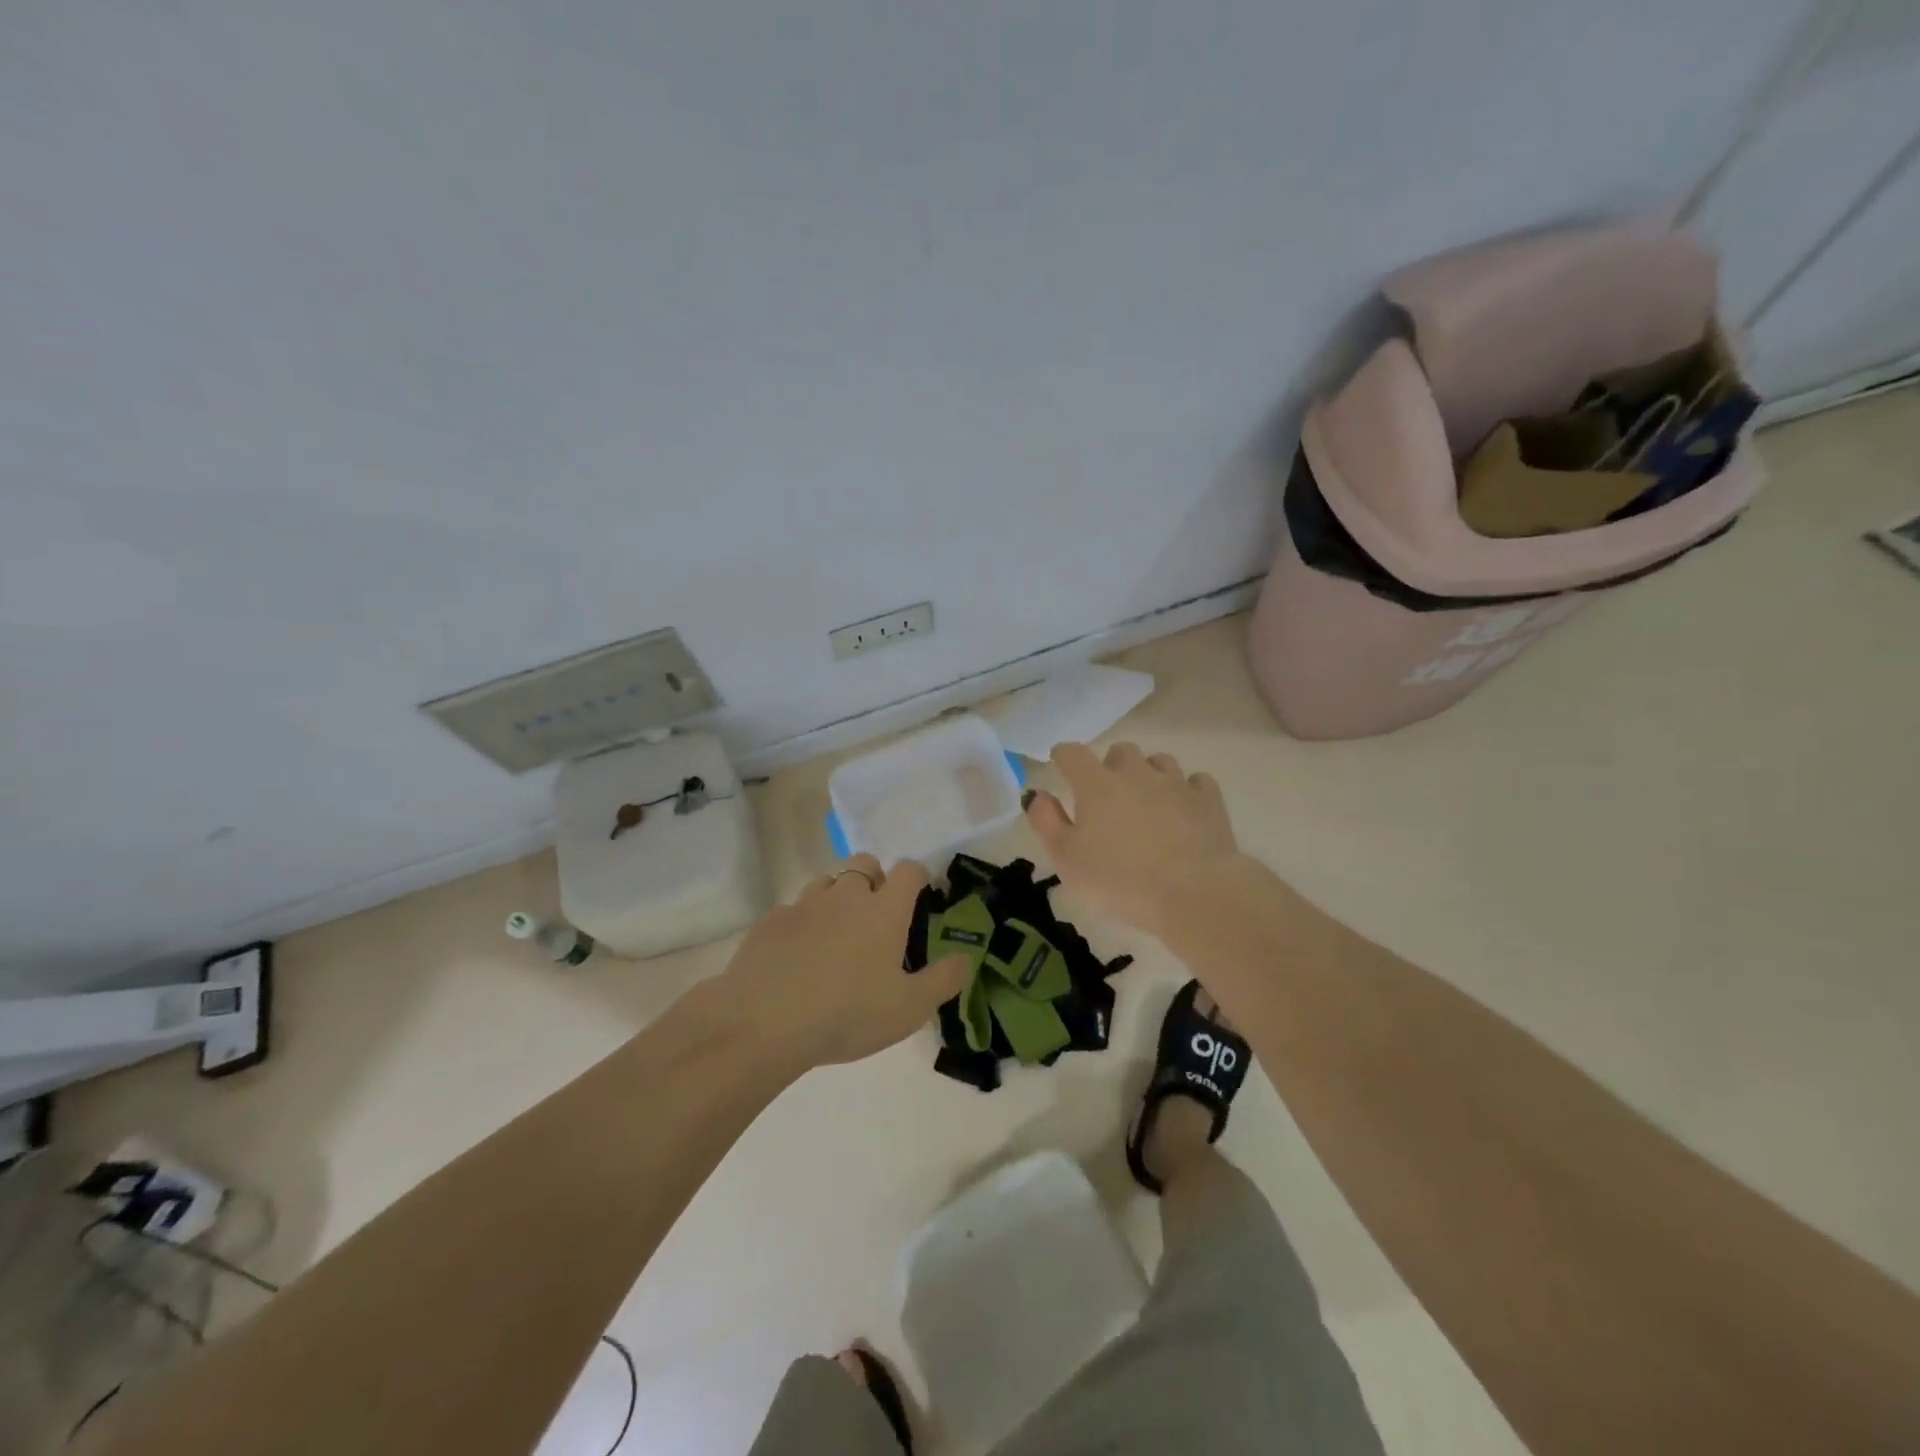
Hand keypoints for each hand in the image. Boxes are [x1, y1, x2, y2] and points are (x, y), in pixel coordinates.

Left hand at [718, 854, 969, 1070]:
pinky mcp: (770, 921)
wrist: (763, 1022)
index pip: (908, 870)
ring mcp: (804, 904)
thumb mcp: (909, 1008)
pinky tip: (797, 956)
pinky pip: (793, 910)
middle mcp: (846, 895)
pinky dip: (802, 923)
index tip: (919, 895)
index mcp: (884, 910)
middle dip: (874, 878)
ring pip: (826, 882)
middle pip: (864, 862)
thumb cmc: (848, 1014)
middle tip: (875, 916)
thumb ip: (943, 980)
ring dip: (836, 898)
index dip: (917, 877)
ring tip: (835, 935)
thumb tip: (965, 959)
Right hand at [1024, 742, 1245, 936]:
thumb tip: (1036, 794)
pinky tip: (1184, 808)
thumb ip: (1046, 822)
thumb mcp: (1067, 859)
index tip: (1060, 764)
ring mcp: (1176, 784)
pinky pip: (1196, 781)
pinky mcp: (1209, 801)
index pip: (1073, 754)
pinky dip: (1187, 789)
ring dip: (1149, 773)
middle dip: (1110, 765)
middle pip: (1121, 751)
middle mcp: (1136, 774)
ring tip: (1146, 800)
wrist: (1194, 893)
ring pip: (1160, 761)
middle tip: (1107, 793)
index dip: (1063, 756)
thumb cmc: (1121, 880)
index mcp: (1096, 785)